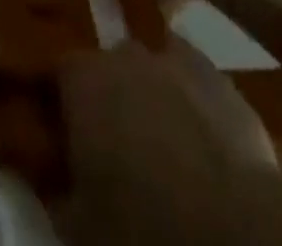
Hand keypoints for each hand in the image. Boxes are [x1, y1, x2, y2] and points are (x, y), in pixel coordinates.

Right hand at [50, 36, 277, 245]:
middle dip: (108, 98)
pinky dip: (189, 102)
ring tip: (158, 145)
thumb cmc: (140, 228)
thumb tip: (47, 173)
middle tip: (111, 147)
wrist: (234, 232)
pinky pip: (192, 80)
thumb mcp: (75, 226)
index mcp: (84, 79)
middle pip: (108, 66)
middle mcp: (126, 53)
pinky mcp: (220, 78)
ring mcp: (177, 59)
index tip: (59, 134)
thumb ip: (53, 187)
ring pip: (153, 69)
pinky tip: (197, 140)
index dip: (58, 102)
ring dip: (150, 96)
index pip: (57, 72)